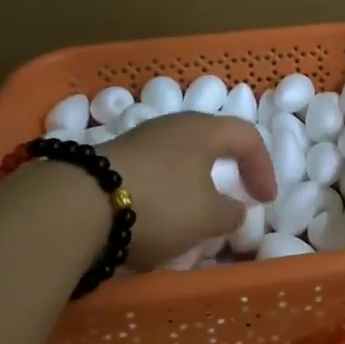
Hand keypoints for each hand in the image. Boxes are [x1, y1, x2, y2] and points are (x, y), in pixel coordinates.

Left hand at [101, 113, 275, 269]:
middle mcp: (174, 125)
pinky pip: (154, 172)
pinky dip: (166, 192)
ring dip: (194, 185)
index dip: (263, 168)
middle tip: (237, 196)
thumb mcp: (207, 218)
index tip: (265, 200)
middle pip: (211, 142)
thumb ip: (231, 213)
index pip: (247, 137)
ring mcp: (140, 139)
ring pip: (180, 158)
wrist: (78, 204)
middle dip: (228, 171)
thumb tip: (235, 209)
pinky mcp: (113, 159)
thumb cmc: (160, 203)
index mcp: (205, 130)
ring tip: (195, 215)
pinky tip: (157, 218)